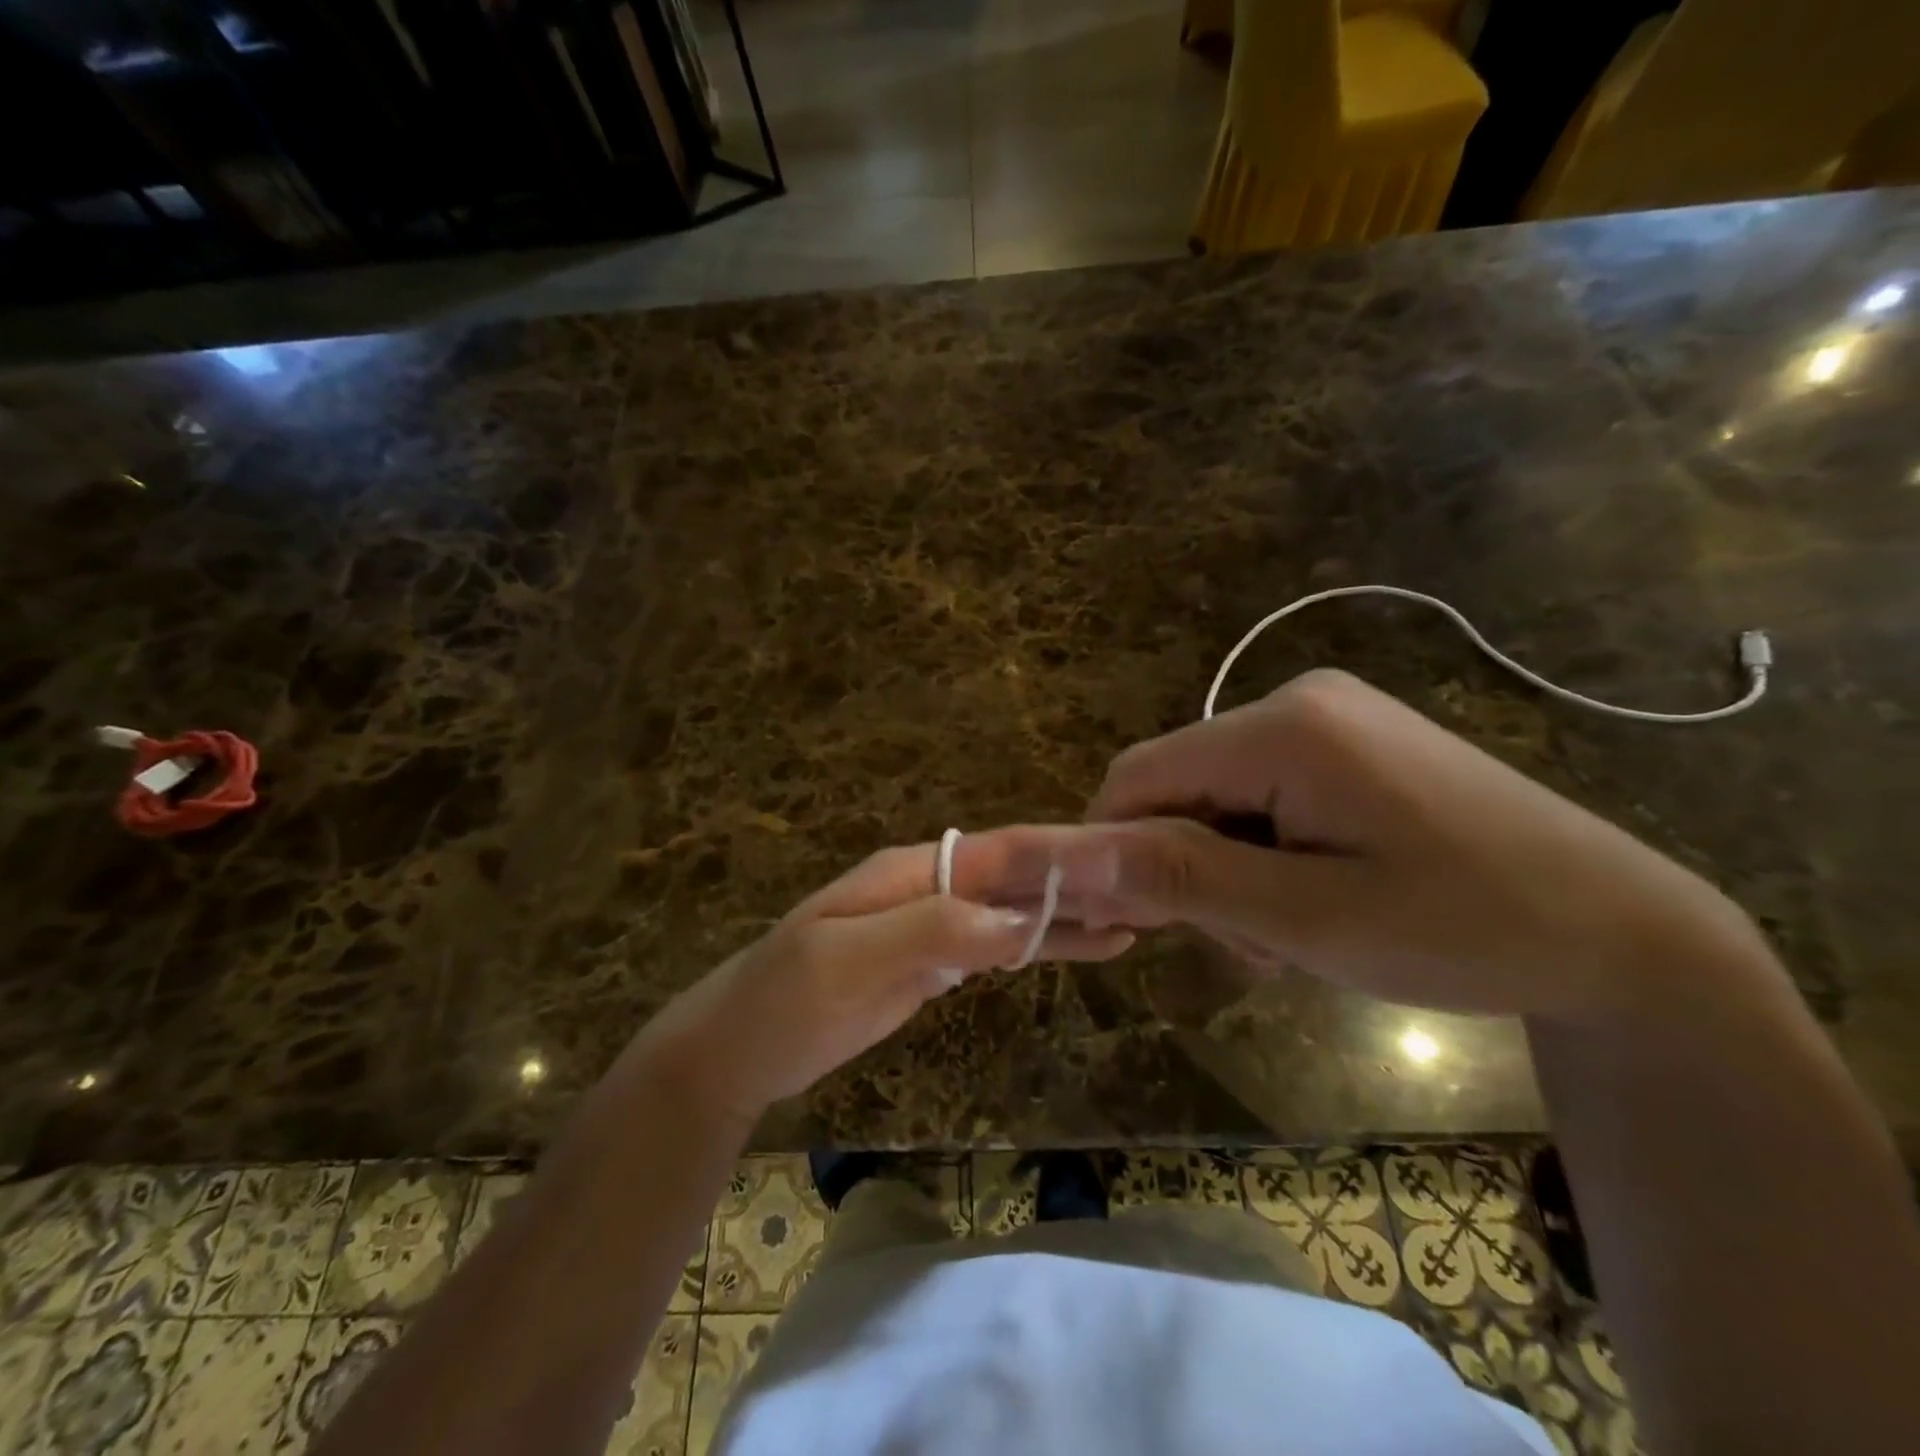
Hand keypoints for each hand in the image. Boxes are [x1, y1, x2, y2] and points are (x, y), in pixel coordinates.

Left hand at [637, 829, 1133, 1121]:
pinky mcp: (933, 966)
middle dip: (1076, 885)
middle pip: (1015, 879)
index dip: (1058, 859)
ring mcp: (933, 927)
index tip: (1122, 868)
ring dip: (1066, 915)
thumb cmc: (786, 1001)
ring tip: (1134, 921)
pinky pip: (996, 947)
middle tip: (1149, 895)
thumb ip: (932, 931)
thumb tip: (1017, 918)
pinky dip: (1038, 946)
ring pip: (1012, 913)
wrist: (740, 1051)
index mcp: (912, 871)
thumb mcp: (849, 960)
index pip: (999, 854)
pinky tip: (1077, 947)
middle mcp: (930, 888)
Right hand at [1065, 670, 1764, 1025]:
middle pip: (1178, 785)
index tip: (1134, 926)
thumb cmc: (1467, 930)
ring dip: (1226, 868)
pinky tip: (1312, 896)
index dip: (1114, 848)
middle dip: (1187, 867)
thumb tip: (1074, 855)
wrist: (1627, 933)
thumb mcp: (1308, 918)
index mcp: (1285, 727)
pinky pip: (1261, 794)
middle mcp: (1297, 701)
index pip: (1138, 775)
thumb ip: (1183, 876)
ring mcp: (1328, 717)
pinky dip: (1262, 851)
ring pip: (1216, 796)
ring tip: (1291, 934)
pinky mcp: (1350, 743)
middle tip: (1251, 944)